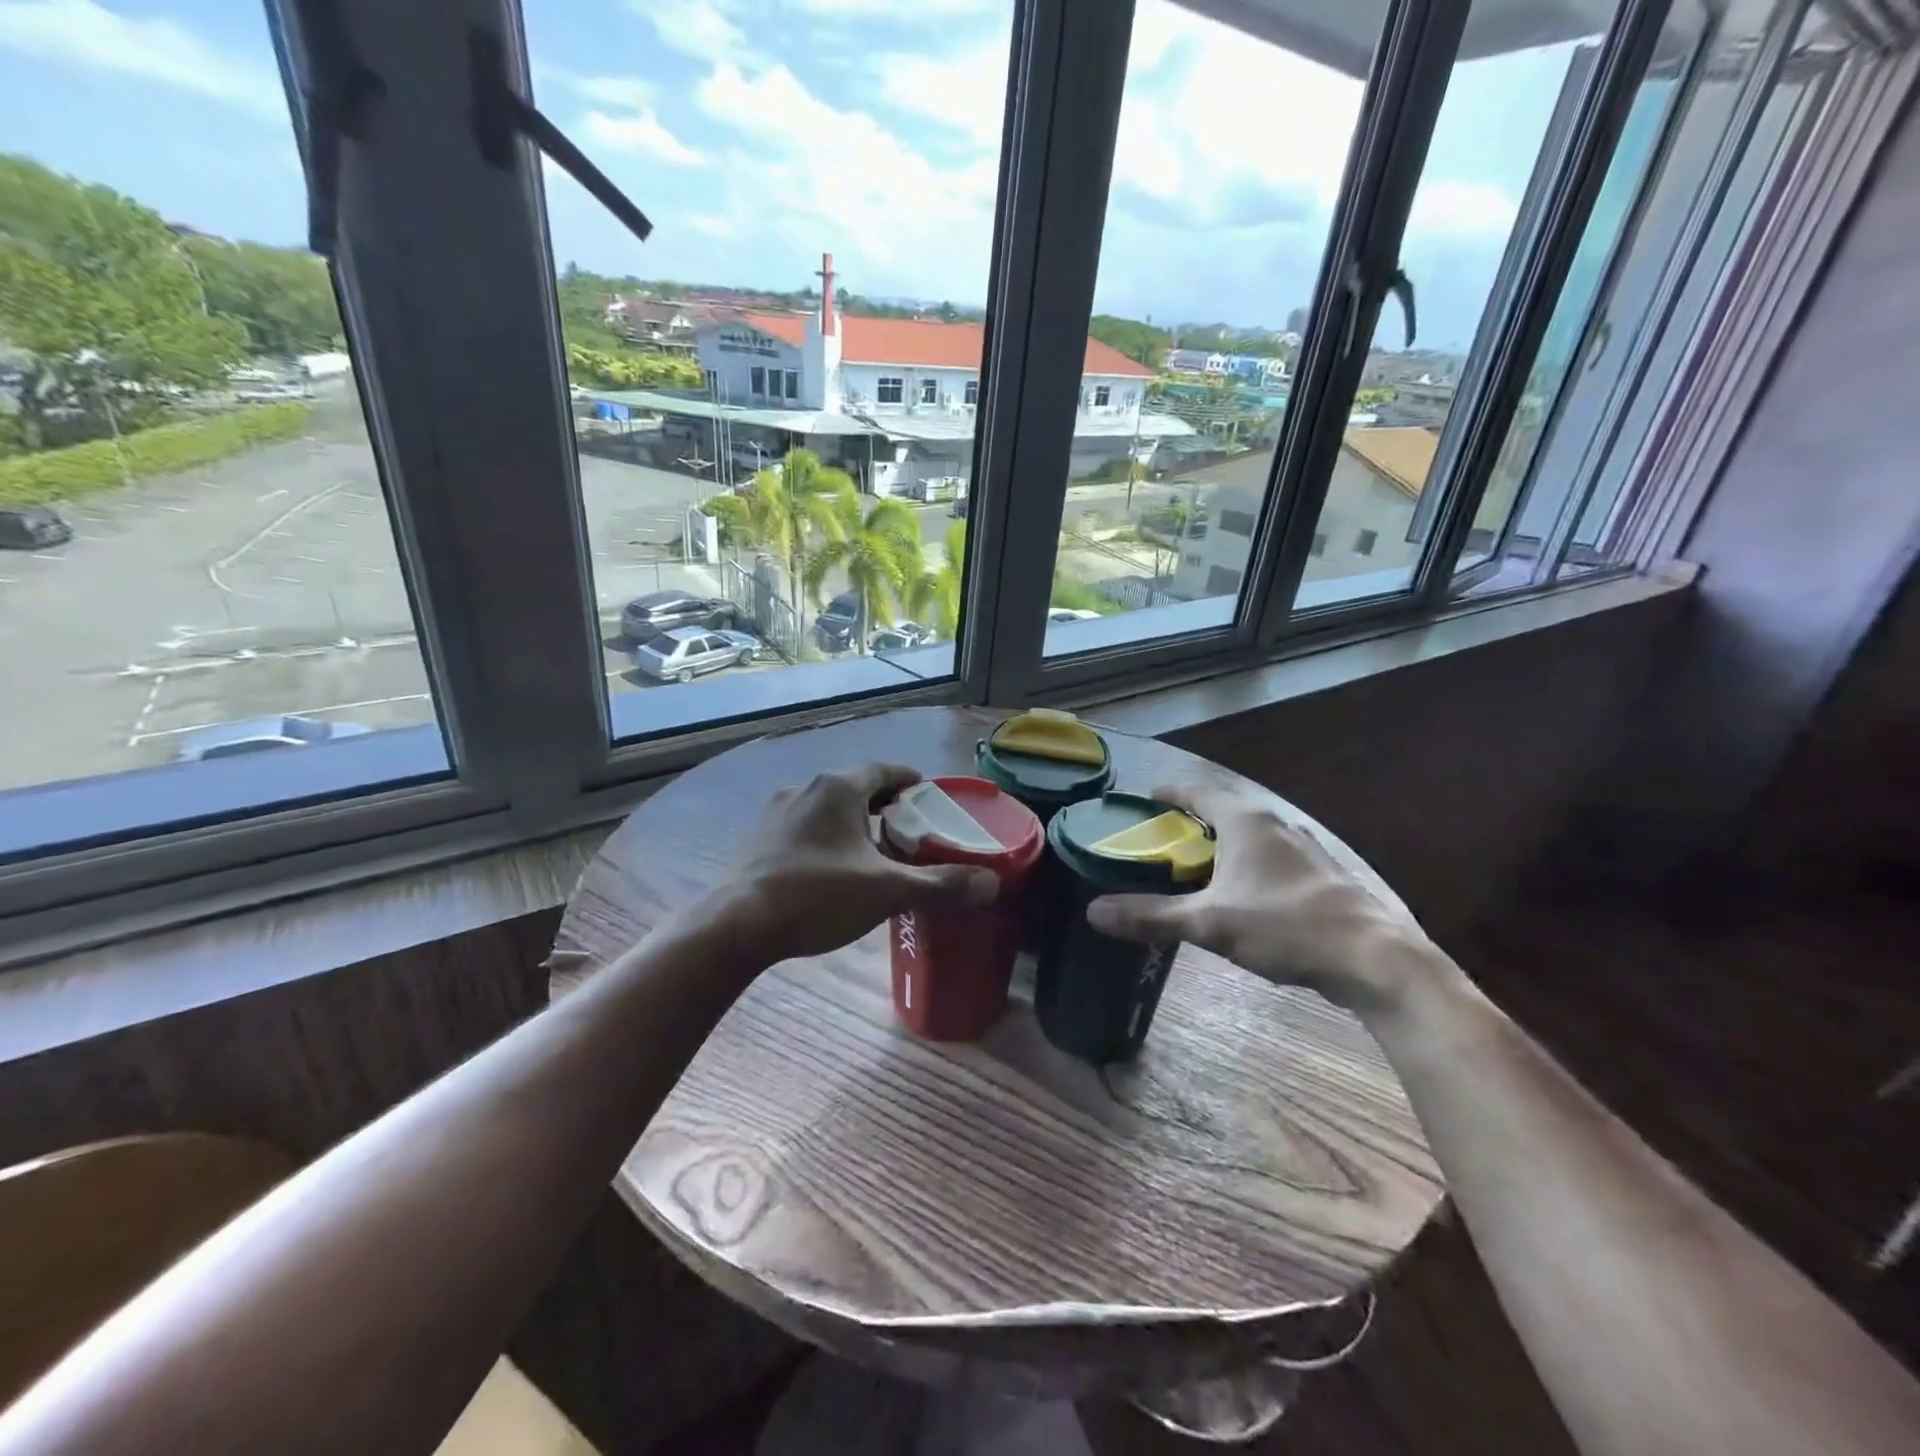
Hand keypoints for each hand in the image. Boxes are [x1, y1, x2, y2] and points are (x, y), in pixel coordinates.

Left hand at [707, 762, 997, 963]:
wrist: (737, 925)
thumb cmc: (817, 895)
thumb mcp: (886, 891)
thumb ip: (940, 885)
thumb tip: (991, 884)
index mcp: (838, 788)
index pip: (883, 770)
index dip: (909, 780)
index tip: (927, 796)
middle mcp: (806, 789)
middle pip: (855, 787)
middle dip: (883, 803)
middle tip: (908, 828)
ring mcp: (776, 813)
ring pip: (826, 808)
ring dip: (851, 821)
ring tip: (872, 850)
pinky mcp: (758, 840)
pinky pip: (803, 828)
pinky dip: (825, 838)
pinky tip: (831, 870)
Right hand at [1084, 780, 1449, 1016]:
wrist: (1374, 959)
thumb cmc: (1286, 926)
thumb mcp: (1209, 923)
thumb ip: (1152, 916)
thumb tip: (1094, 911)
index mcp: (1246, 822)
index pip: (1197, 791)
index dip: (1169, 792)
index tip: (1145, 798)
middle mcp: (1276, 825)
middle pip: (1224, 810)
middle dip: (1192, 820)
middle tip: (1162, 840)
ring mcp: (1304, 849)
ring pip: (1251, 835)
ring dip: (1221, 843)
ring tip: (1196, 866)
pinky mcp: (1321, 875)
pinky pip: (1271, 857)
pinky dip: (1247, 864)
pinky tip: (1243, 894)